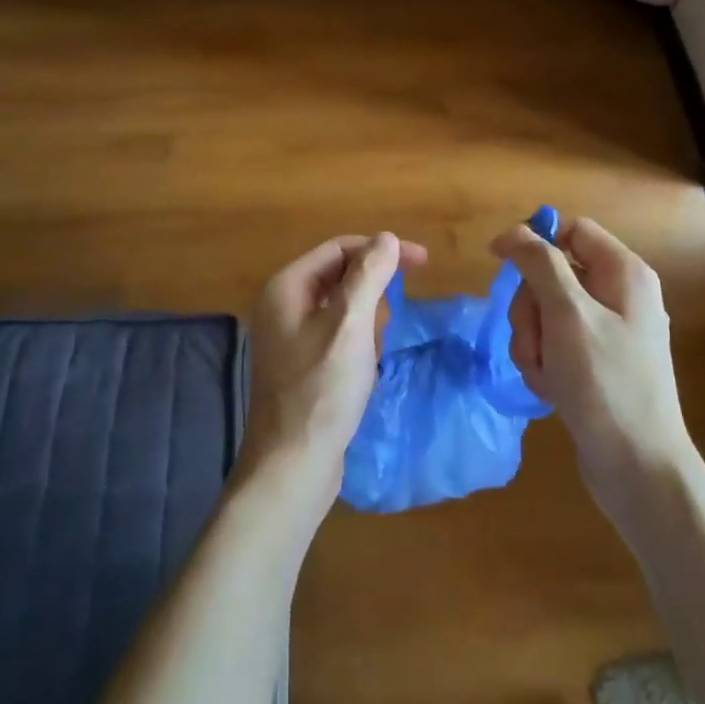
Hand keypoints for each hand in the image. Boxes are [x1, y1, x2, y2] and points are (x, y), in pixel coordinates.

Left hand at [239, 232, 427, 521]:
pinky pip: (336, 336)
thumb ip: (369, 275)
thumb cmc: (321, 389)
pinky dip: (357, 343)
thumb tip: (387, 238)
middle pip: (339, 277)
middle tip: (391, 321)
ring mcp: (288, 337)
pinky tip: (366, 368)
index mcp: (286, 287)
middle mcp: (282, 306)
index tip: (422, 263)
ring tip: (374, 351)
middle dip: (372, 292)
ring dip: (367, 322)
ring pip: (341, 308)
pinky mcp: (300, 365)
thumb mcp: (351, 325)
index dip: (381, 250)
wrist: (292, 465)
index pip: (339, 249)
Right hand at [490, 217, 699, 527]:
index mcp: (623, 272)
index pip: (570, 231)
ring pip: (546, 312)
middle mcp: (619, 295)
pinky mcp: (596, 363)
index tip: (500, 263)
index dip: (534, 242)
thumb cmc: (604, 382)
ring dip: (533, 341)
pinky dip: (544, 363)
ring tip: (545, 374)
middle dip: (531, 308)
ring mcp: (608, 331)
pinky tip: (552, 390)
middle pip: (551, 274)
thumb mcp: (567, 314)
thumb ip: (539, 264)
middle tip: (536, 340)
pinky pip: (555, 344)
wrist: (637, 468)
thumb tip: (515, 232)